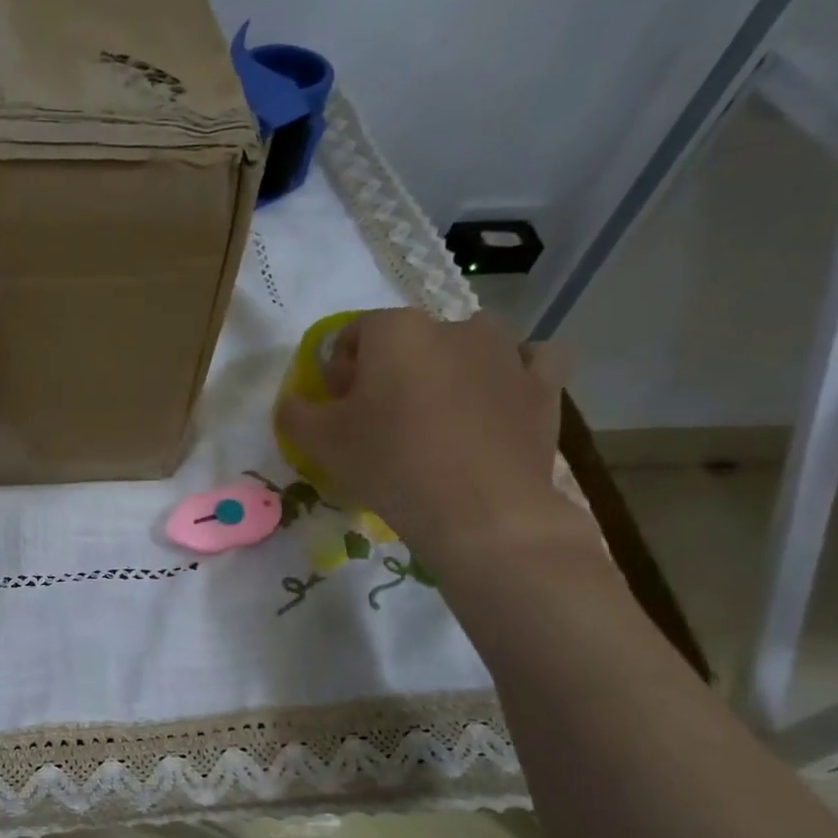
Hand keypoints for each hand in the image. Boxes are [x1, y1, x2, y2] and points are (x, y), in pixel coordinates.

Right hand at [274, 309, 586, 571]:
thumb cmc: (389, 463)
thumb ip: (294, 412)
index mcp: (396, 330)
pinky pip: (528, 362)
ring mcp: (506, 352)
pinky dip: (511, 374)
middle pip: (407, 340)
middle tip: (379, 420)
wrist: (480, 512)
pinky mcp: (543, 385)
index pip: (351, 335)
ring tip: (437, 414)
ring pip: (468, 344)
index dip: (336, 372)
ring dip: (448, 367)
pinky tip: (496, 399)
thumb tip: (294, 401)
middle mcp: (453, 326)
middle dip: (388, 371)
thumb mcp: (317, 441)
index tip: (336, 411)